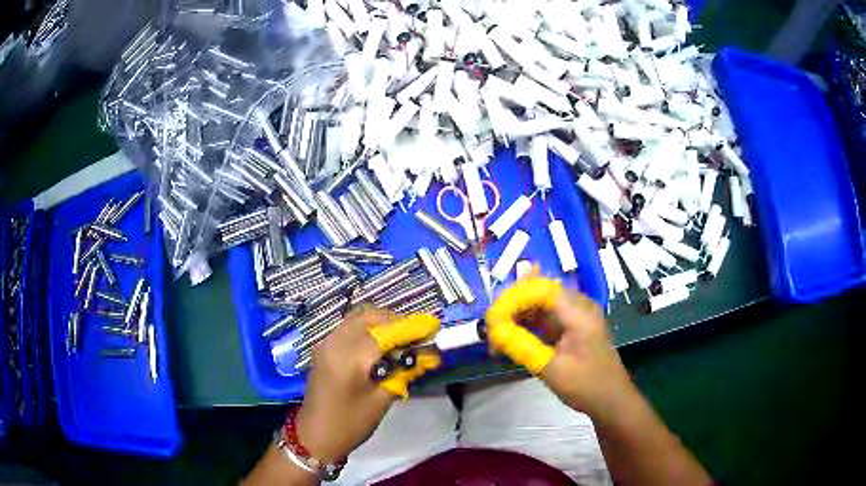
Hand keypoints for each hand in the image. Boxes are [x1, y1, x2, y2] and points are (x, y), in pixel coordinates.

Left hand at [295, 307, 440, 462]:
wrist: (316, 435)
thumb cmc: (351, 423)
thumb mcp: (382, 400)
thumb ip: (404, 372)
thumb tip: (427, 355)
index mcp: (349, 356)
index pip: (385, 330)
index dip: (411, 327)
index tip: (433, 327)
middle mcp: (335, 341)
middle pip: (370, 315)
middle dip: (396, 321)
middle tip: (418, 335)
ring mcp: (327, 342)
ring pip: (358, 317)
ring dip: (382, 322)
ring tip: (402, 339)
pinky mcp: (324, 347)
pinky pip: (349, 326)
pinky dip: (369, 328)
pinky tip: (381, 345)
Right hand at [485, 277, 631, 416]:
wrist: (611, 400)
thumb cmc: (586, 385)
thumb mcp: (551, 368)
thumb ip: (522, 346)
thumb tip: (493, 331)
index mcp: (579, 312)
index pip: (541, 289)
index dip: (513, 297)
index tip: (492, 317)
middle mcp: (578, 306)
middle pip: (539, 292)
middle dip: (513, 307)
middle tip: (491, 328)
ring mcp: (576, 315)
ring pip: (540, 304)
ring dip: (518, 317)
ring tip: (497, 337)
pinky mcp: (572, 326)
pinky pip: (545, 317)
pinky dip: (528, 326)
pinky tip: (512, 339)